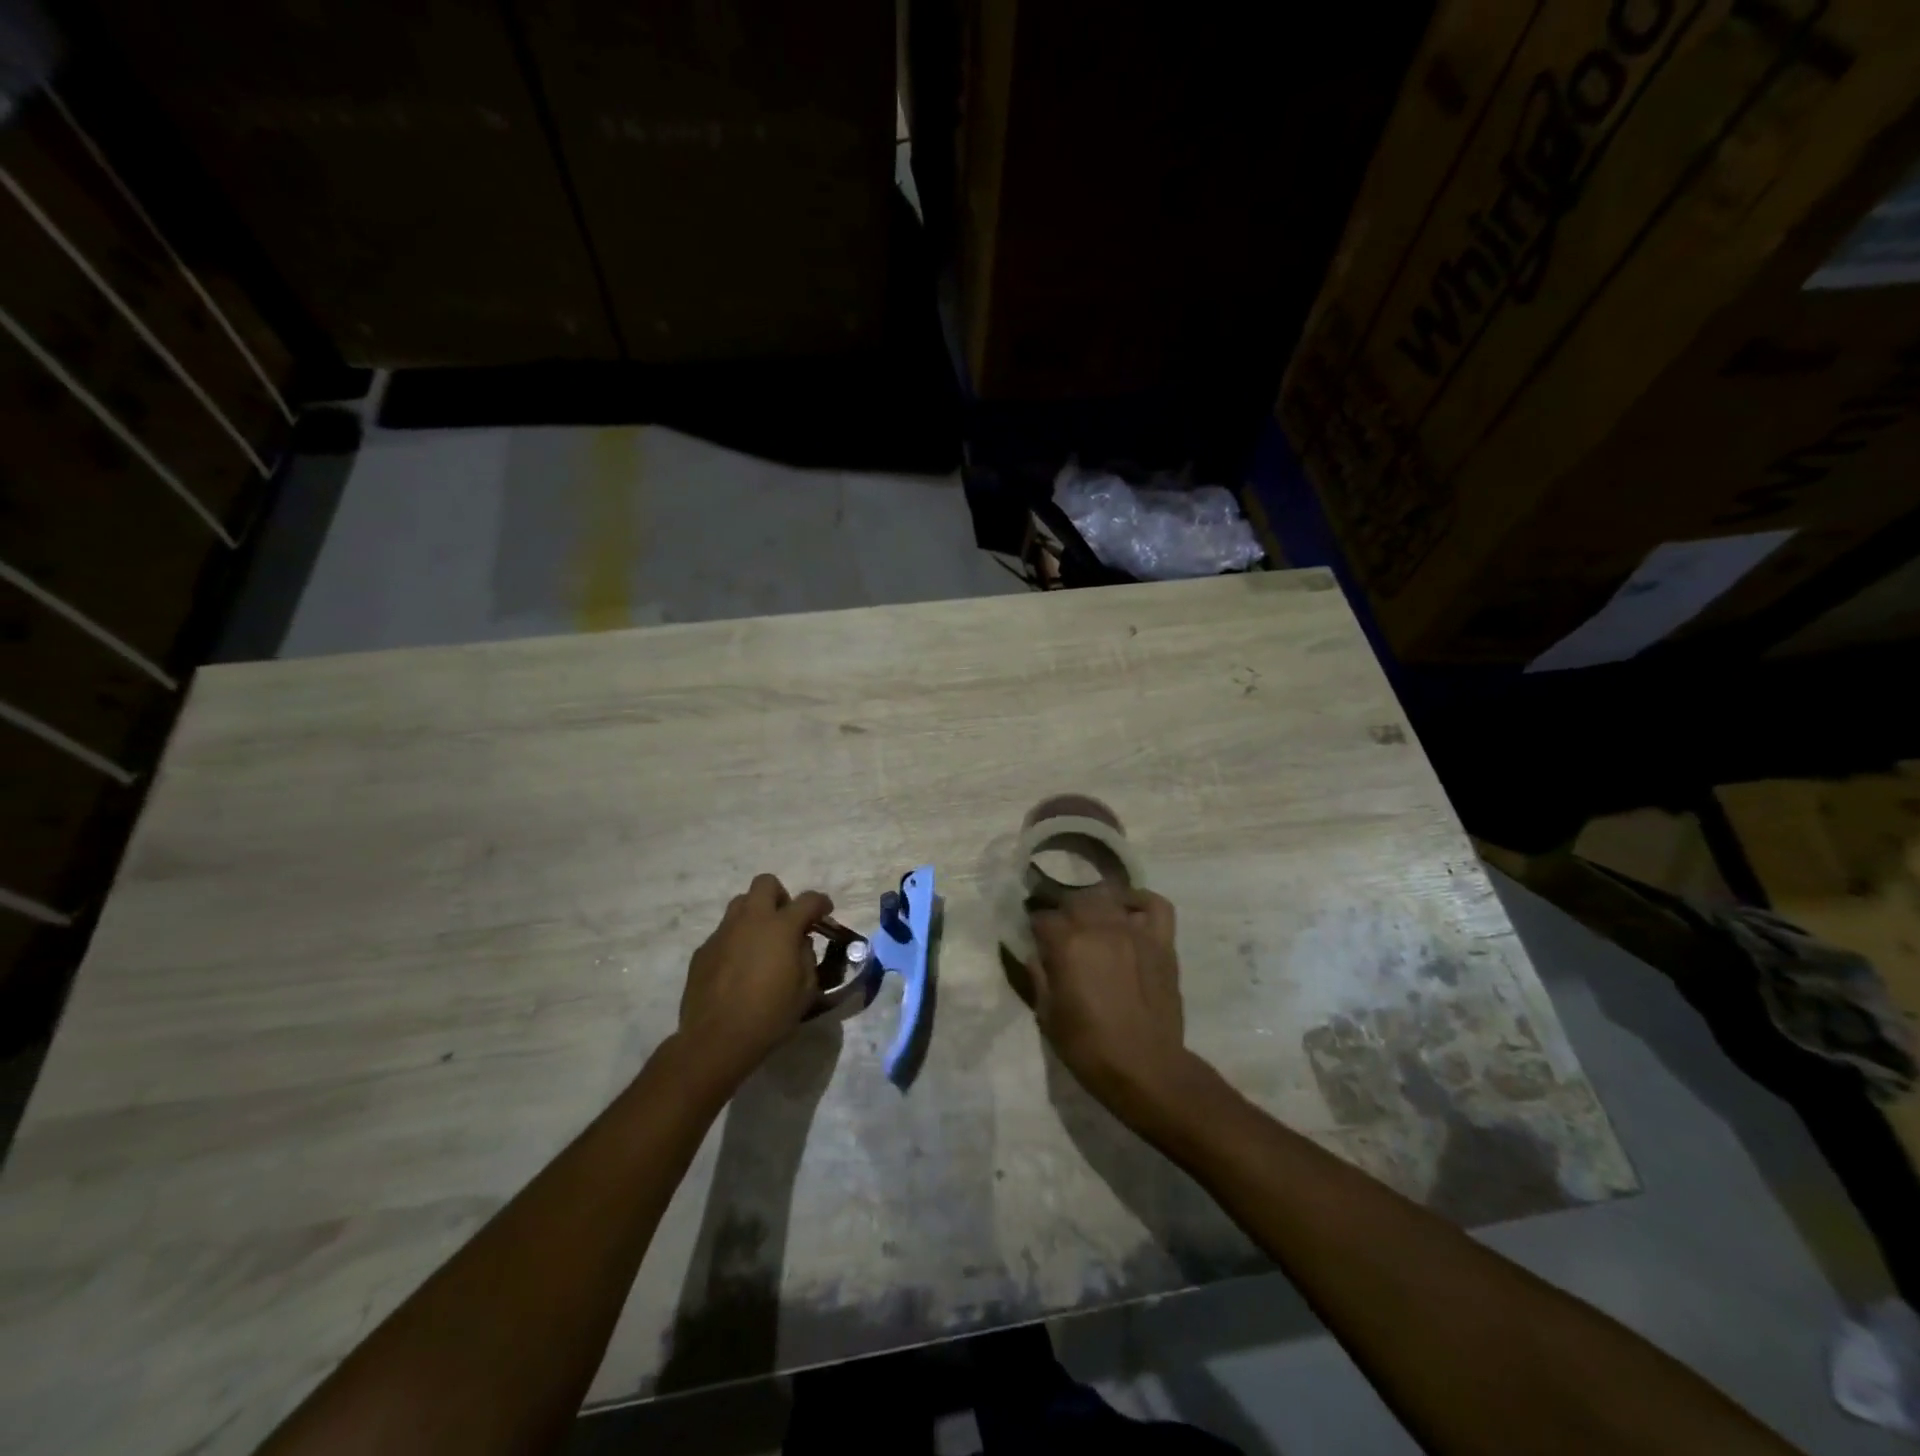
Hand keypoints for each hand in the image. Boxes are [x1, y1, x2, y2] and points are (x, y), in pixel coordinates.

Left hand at [679, 874, 831, 1085]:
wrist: (717, 1039)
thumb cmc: (770, 1015)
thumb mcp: (806, 989)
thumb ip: (807, 957)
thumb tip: (799, 943)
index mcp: (781, 927)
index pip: (808, 900)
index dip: (821, 903)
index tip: (825, 913)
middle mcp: (751, 920)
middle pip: (765, 883)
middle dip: (781, 896)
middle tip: (786, 921)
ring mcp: (723, 933)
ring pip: (740, 904)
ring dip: (755, 914)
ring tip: (761, 942)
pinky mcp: (702, 950)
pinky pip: (723, 933)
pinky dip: (735, 941)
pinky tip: (738, 969)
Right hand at [1027, 886, 1194, 1126]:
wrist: (1146, 1069)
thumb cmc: (1089, 1048)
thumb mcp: (1048, 1016)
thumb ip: (1039, 977)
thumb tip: (1033, 954)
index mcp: (1067, 944)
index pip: (1042, 917)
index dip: (1035, 928)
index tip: (1034, 939)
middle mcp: (1099, 927)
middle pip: (1074, 900)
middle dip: (1062, 912)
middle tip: (1061, 932)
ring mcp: (1134, 931)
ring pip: (1108, 896)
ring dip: (1094, 904)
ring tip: (1091, 921)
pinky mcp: (1161, 942)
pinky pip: (1154, 905)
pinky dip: (1140, 901)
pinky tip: (1128, 912)